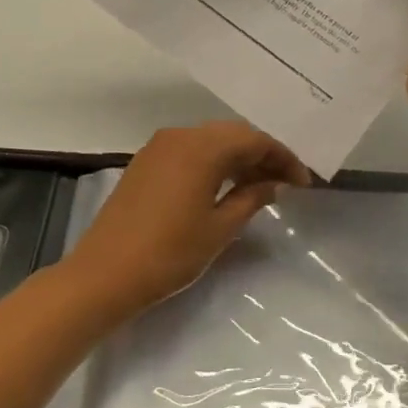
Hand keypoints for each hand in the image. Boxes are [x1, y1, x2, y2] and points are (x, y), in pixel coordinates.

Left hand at [65, 123, 311, 313]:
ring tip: (258, 187)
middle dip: (261, 155)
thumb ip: (251, 198)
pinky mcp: (144, 163)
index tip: (303, 183)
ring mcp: (158, 147)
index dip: (282, 158)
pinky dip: (212, 163)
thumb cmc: (169, 253)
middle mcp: (180, 136)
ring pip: (209, 141)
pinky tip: (223, 187)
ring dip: (236, 158)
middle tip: (283, 184)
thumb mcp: (220, 229)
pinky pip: (188, 151)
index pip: (254, 140)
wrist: (104, 273)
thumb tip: (272, 183)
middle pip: (231, 135)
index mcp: (202, 147)